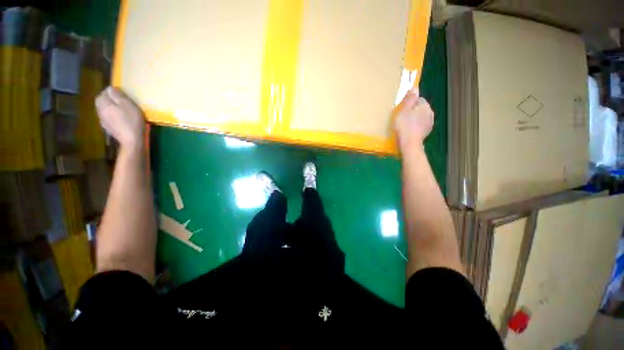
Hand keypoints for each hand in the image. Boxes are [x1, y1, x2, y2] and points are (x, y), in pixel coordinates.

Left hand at [95, 86, 144, 149]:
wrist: (131, 140)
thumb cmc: (131, 121)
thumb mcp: (128, 105)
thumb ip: (117, 95)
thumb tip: (110, 88)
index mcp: (103, 104)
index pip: (103, 93)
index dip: (111, 92)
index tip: (122, 94)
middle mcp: (99, 111)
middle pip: (102, 101)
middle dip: (109, 100)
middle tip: (122, 102)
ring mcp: (102, 120)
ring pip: (104, 110)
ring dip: (111, 108)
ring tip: (122, 110)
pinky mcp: (108, 128)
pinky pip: (108, 118)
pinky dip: (113, 116)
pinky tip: (121, 119)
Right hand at [394, 88, 433, 150]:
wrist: (409, 144)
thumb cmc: (404, 126)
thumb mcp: (403, 110)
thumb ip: (409, 98)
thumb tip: (415, 87)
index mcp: (424, 105)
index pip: (418, 98)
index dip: (409, 103)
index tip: (402, 109)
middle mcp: (430, 112)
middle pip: (420, 107)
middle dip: (413, 110)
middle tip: (402, 117)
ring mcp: (430, 122)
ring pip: (421, 116)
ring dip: (415, 118)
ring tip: (406, 124)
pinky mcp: (427, 131)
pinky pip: (421, 124)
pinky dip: (417, 126)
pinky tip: (410, 130)